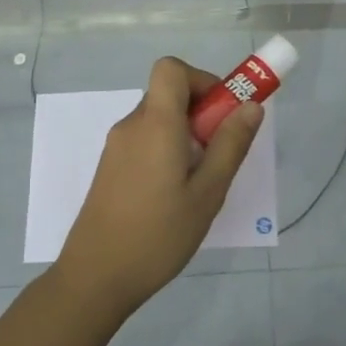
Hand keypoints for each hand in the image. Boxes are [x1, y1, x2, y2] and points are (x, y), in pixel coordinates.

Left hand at [53, 57, 264, 317]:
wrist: (95, 277)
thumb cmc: (158, 235)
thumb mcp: (207, 193)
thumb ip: (230, 145)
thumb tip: (250, 106)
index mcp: (156, 124)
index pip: (171, 69)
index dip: (201, 80)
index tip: (222, 112)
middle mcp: (132, 125)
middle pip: (168, 95)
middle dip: (201, 113)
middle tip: (219, 154)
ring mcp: (116, 147)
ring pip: (159, 120)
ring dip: (186, 135)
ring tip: (200, 183)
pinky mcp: (110, 168)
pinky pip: (145, 141)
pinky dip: (167, 150)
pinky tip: (174, 195)